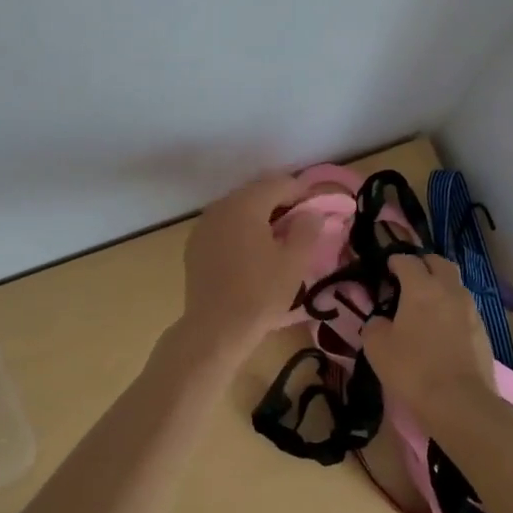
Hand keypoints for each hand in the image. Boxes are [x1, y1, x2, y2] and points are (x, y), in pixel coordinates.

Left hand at [179, 173, 324, 351]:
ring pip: (238, 209)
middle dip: (280, 202)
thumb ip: (307, 229)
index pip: (279, 183)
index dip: (302, 192)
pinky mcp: (195, 244)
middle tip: (300, 224)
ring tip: (277, 239)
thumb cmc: (260, 293)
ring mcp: (204, 225)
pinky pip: (224, 226)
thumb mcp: (294, 262)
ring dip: (259, 216)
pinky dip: (240, 230)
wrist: (215, 329)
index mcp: (246, 204)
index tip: (317, 209)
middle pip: (256, 193)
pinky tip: (251, 252)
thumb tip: (310, 213)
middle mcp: (221, 206)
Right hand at [360, 254, 496, 419]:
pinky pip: (465, 308)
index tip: (387, 269)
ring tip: (426, 304)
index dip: (395, 261)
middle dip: (423, 264)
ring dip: (440, 286)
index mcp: (421, 287)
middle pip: (439, 263)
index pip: (407, 260)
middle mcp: (449, 290)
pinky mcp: (483, 331)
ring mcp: (470, 310)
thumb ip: (375, 325)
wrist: (461, 403)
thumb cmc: (413, 369)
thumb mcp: (377, 347)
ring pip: (455, 285)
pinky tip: (442, 328)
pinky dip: (452, 309)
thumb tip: (381, 321)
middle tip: (410, 278)